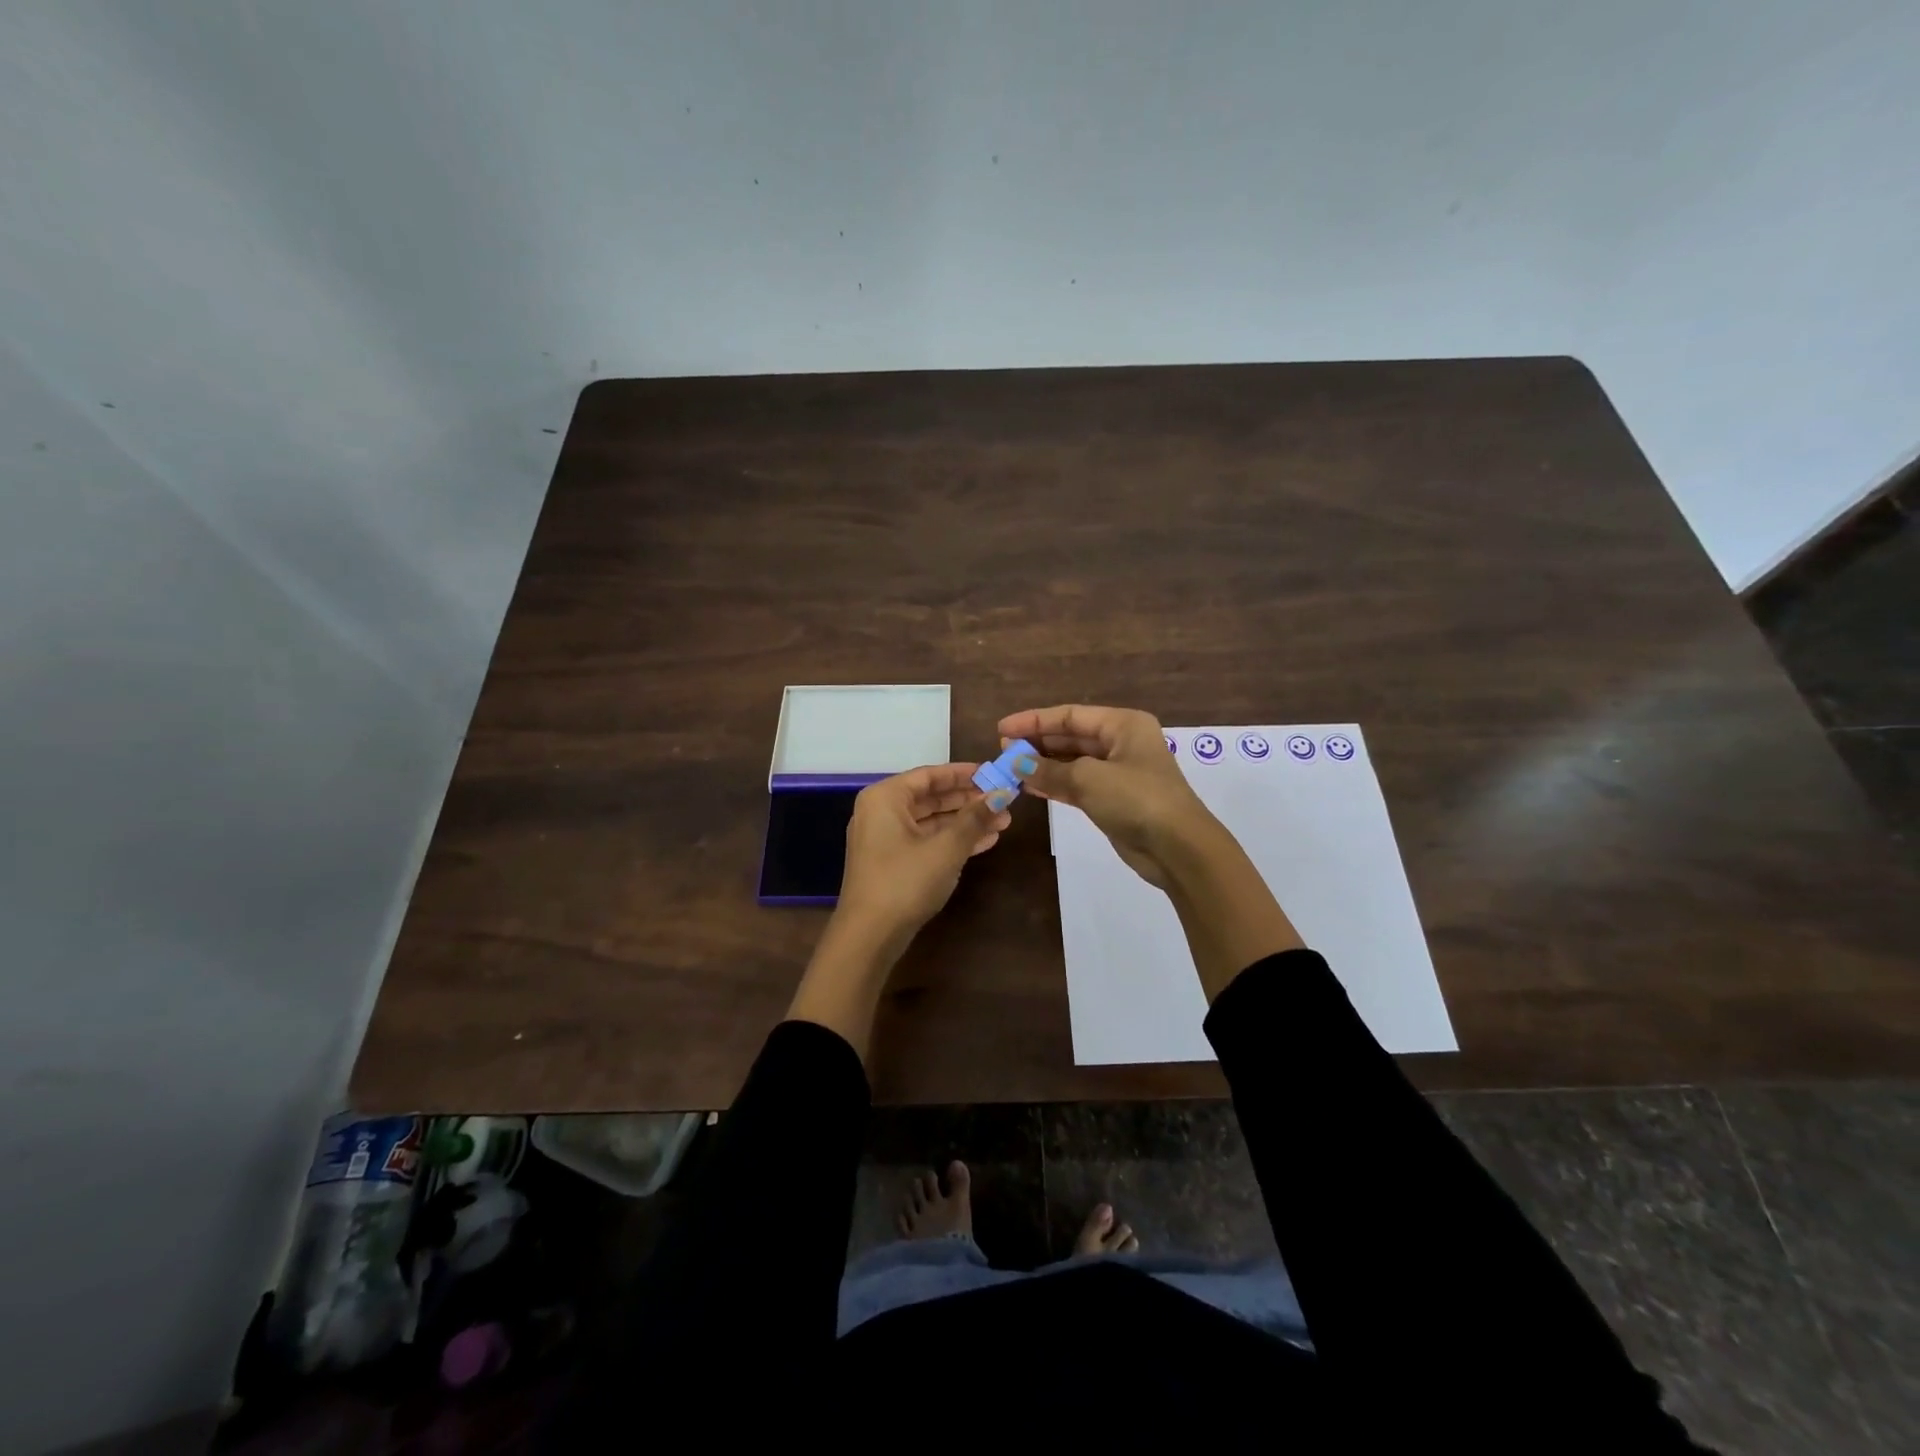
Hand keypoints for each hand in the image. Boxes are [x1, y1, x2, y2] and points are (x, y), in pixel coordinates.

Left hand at [835, 762, 1011, 941]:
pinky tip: (984, 842)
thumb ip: (975, 818)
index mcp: (885, 797)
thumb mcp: (947, 847)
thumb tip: (1003, 793)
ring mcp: (884, 839)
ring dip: (965, 822)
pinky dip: (952, 840)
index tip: (993, 772)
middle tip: (1003, 800)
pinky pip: (926, 841)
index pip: (929, 775)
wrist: (869, 936)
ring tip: (1002, 823)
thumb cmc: (905, 881)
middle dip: (969, 800)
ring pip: (931, 822)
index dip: (963, 773)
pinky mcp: (891, 863)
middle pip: (931, 798)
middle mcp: (880, 812)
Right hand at [999, 704, 1301, 994]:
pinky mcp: (1115, 800)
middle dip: (1037, 743)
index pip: (1070, 715)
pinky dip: (1055, 784)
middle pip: (1071, 736)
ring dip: (1043, 765)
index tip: (1002, 730)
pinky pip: (1078, 784)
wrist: (1178, 848)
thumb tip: (1015, 764)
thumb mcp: (1088, 778)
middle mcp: (1123, 743)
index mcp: (1123, 725)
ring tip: (1010, 769)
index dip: (1034, 721)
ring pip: (1073, 762)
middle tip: (1003, 751)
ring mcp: (1120, 773)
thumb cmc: (1137, 799)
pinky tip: (1030, 787)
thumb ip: (1048, 770)